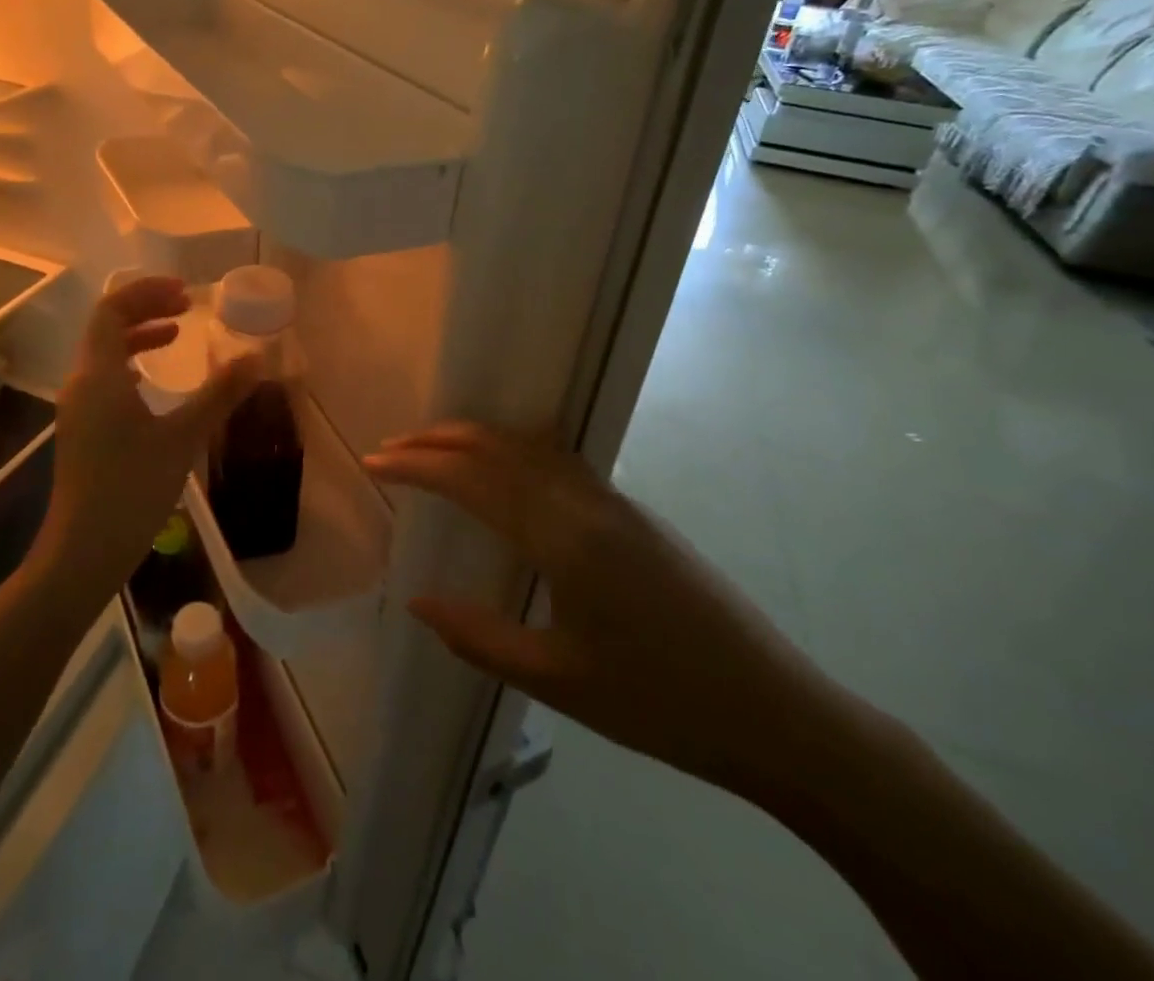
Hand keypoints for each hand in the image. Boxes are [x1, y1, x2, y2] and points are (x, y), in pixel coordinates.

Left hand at [37, 276, 257, 602]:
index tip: (185, 292)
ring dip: (138, 336)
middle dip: (146, 309)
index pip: (112, 309)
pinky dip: (131, 364)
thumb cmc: (132, 489)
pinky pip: (104, 378)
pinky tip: (154, 381)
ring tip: (177, 333)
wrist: (84, 551)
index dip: (147, 293)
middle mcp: (80, 382)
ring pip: (104, 353)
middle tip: (187, 307)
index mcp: (98, 374)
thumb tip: (256, 358)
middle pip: (106, 326)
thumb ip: (219, 394)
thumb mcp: (183, 438)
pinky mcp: (82, 429)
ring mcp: (77, 408)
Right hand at [365, 423, 851, 792]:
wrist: (778, 714)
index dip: (418, 465)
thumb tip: (416, 602)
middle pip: (499, 448)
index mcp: (564, 538)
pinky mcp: (634, 512)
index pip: (473, 479)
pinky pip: (557, 461)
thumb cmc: (661, 703)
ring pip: (530, 447)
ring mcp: (615, 501)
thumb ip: (478, 637)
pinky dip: (512, 451)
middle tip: (393, 447)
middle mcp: (586, 502)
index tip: (376, 462)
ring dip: (476, 439)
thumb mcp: (558, 680)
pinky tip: (503, 471)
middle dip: (438, 441)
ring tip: (434, 448)